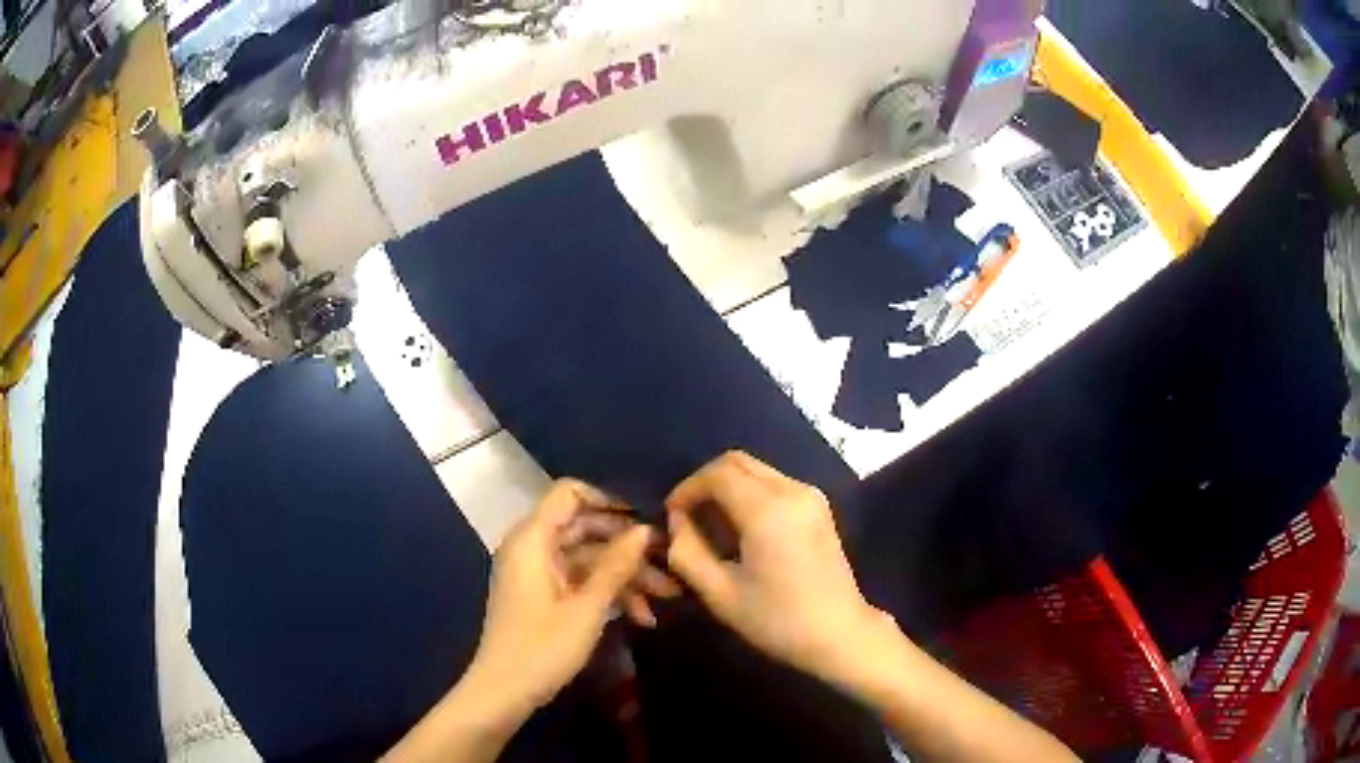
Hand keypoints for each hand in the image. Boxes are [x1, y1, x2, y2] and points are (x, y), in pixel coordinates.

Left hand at [460, 480, 672, 719]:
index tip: (644, 520)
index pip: (569, 493)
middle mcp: (532, 548)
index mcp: (532, 540)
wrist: (503, 692)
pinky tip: (640, 616)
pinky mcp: (542, 596)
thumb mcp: (587, 608)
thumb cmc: (543, 647)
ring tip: (666, 597)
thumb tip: (645, 529)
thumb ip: (616, 565)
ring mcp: (536, 573)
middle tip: (668, 563)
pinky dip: (606, 593)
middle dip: (627, 547)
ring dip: (624, 575)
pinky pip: (578, 580)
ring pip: (587, 559)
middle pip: (584, 528)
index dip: (608, 500)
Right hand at [665, 452, 888, 687]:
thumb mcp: (720, 594)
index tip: (670, 515)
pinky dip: (749, 493)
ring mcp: (811, 496)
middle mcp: (792, 491)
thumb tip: (676, 522)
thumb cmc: (777, 620)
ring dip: (728, 487)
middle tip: (687, 515)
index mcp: (767, 510)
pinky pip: (775, 483)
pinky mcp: (819, 507)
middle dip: (706, 482)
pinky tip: (741, 529)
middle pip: (738, 462)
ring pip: (757, 470)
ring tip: (710, 524)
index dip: (687, 488)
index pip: (717, 474)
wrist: (839, 634)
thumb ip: (687, 552)